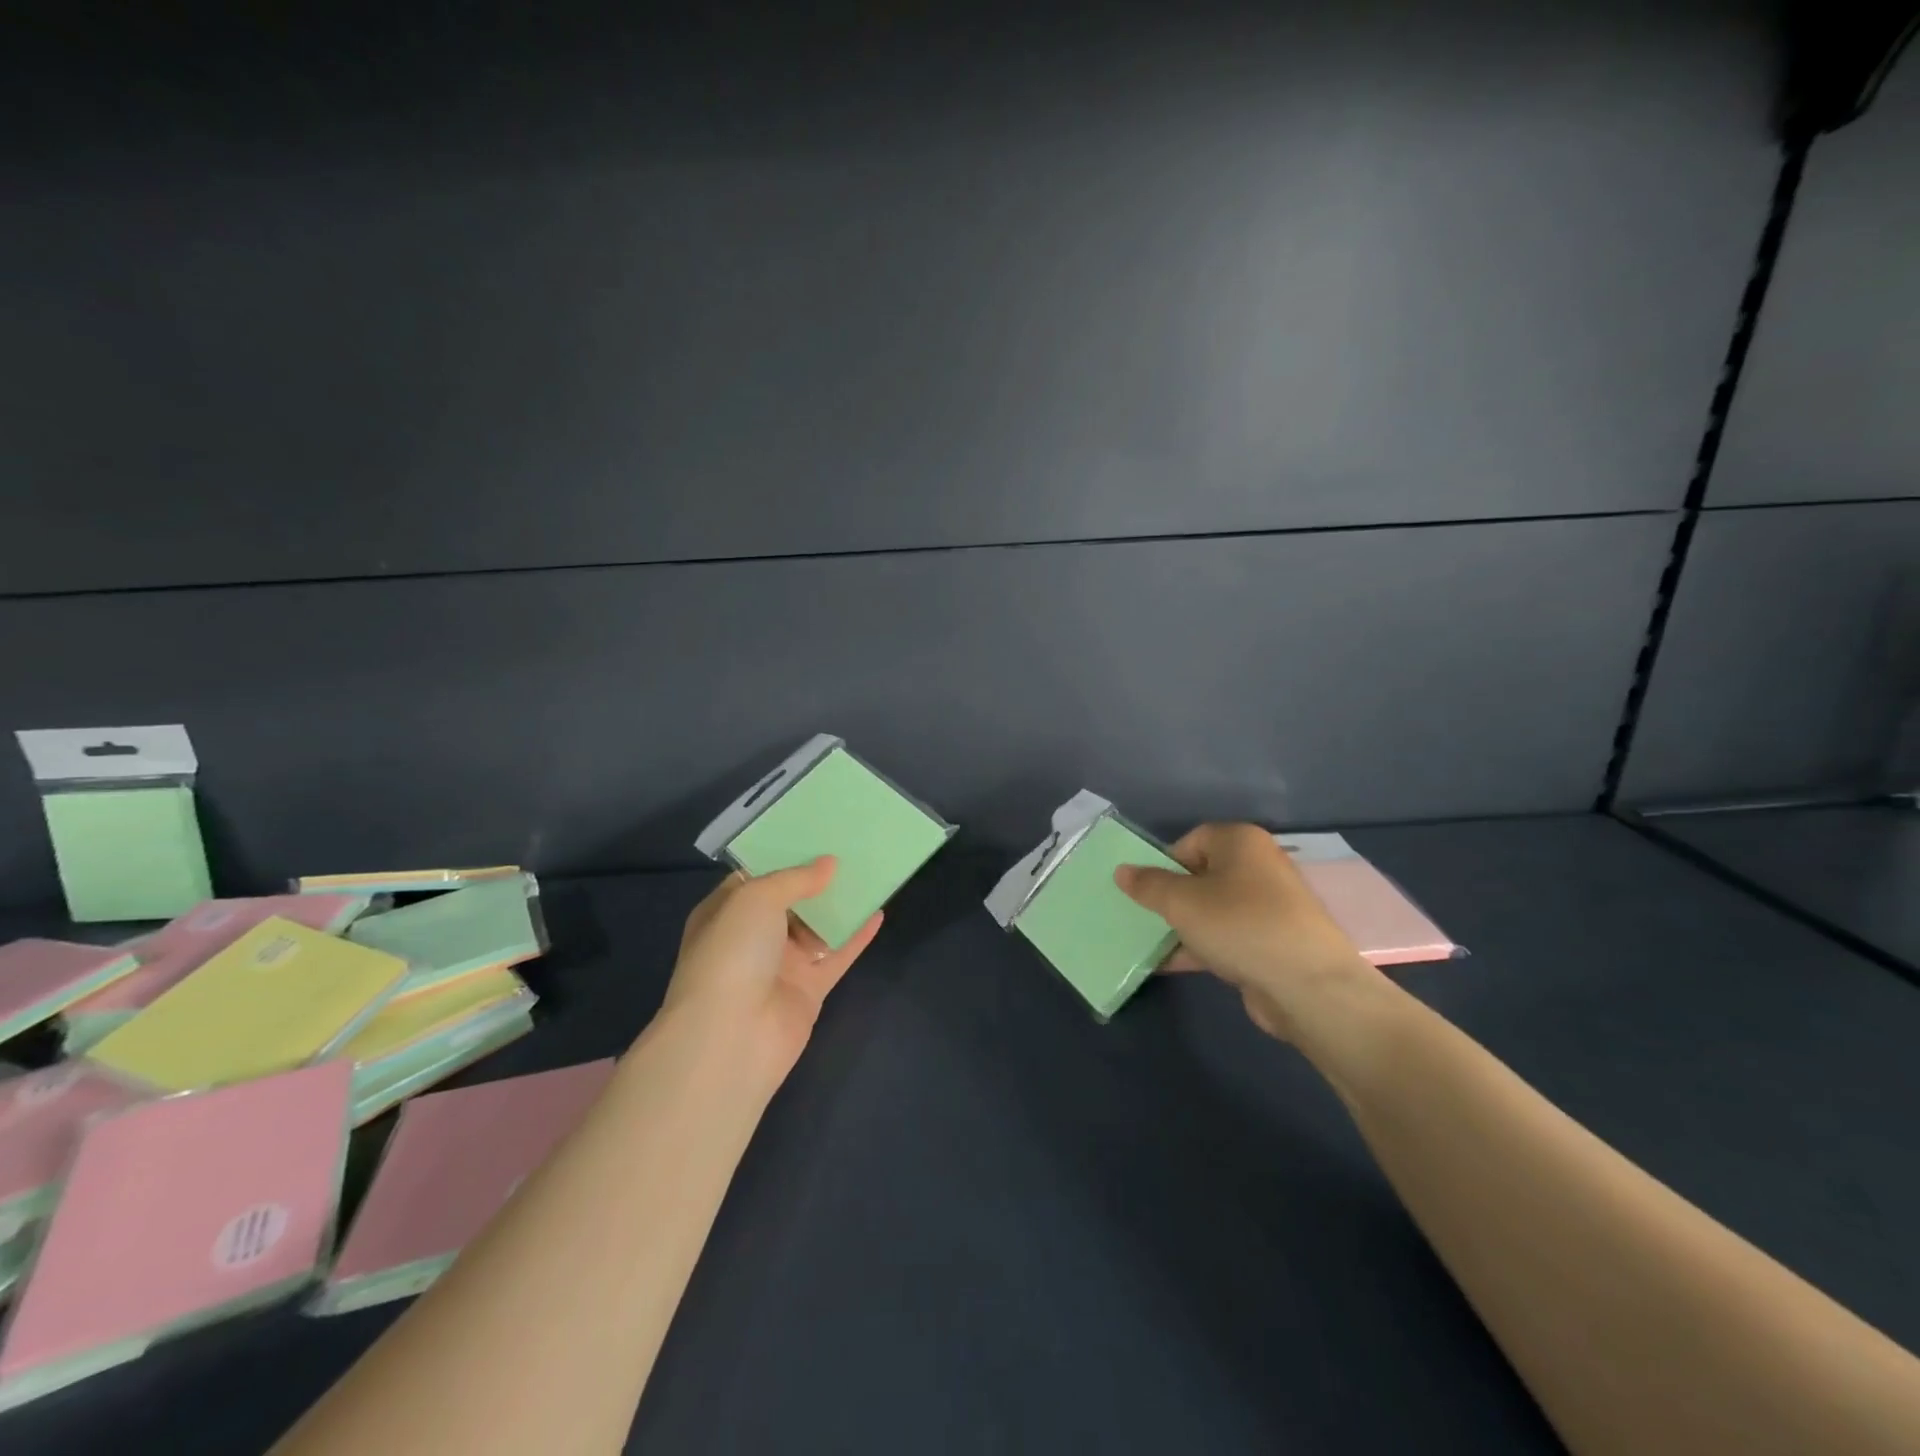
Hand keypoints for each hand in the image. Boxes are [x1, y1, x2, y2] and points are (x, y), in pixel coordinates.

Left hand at [659, 857, 881, 1086]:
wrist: (732, 1036)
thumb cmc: (732, 953)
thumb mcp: (756, 898)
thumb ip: (795, 878)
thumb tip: (828, 864)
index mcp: (725, 913)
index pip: (754, 878)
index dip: (782, 857)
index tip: (814, 834)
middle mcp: (751, 937)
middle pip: (790, 902)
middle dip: (816, 878)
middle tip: (849, 848)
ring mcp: (781, 965)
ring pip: (817, 927)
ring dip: (839, 904)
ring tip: (870, 872)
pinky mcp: (809, 989)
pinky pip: (837, 955)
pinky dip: (857, 936)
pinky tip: (879, 912)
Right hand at [1114, 823, 1385, 1044]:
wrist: (1307, 987)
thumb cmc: (1239, 925)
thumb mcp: (1181, 902)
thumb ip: (1148, 885)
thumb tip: (1122, 871)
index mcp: (1241, 842)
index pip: (1192, 840)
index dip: (1165, 863)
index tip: (1147, 891)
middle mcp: (1259, 867)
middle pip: (1202, 875)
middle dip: (1171, 897)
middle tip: (1145, 917)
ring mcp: (1269, 907)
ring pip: (1213, 909)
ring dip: (1183, 926)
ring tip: (1151, 944)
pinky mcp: (1272, 943)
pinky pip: (1227, 937)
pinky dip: (1202, 947)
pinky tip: (1172, 965)